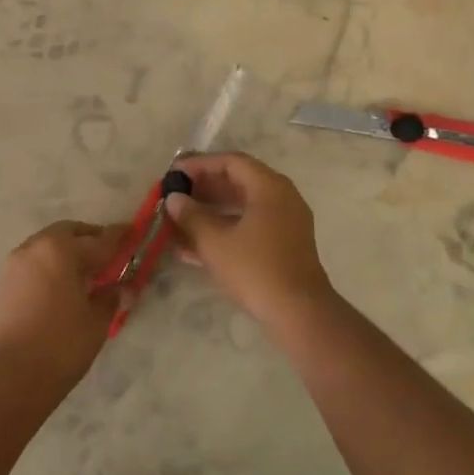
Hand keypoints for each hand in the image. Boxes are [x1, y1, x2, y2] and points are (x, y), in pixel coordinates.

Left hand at [0, 220, 129, 394]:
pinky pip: (33, 264)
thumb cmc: (61, 344)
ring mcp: (15, 264)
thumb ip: (109, 297)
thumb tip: (116, 288)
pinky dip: (50, 266)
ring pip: (47, 246)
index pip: (98, 240)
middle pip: (68, 233)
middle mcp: (35, 247)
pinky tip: (61, 287)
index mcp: (61, 249)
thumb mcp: (96, 321)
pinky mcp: (3, 283)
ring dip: (66, 252)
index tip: (131, 232)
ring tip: (84, 274)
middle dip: (89, 239)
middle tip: (107, 255)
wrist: (9, 376)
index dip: (118, 238)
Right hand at [164, 153, 334, 322]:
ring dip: (211, 211)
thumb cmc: (255, 268)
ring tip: (179, 220)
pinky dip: (225, 230)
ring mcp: (285, 222)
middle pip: (238, 181)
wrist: (299, 312)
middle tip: (176, 195)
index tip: (175, 173)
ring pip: (242, 206)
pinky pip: (249, 226)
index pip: (231, 162)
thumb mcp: (215, 241)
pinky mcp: (284, 245)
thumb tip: (174, 199)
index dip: (200, 164)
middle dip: (204, 188)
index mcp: (269, 187)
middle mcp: (281, 197)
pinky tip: (194, 246)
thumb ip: (191, 216)